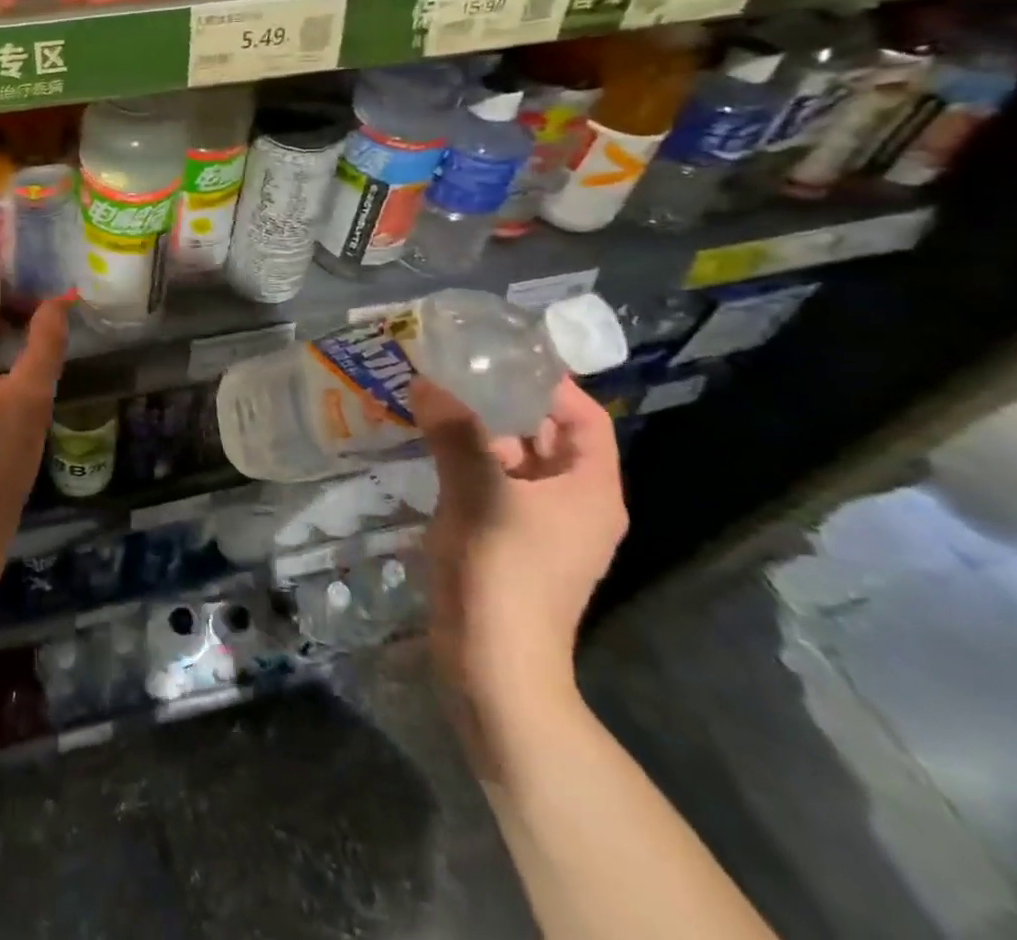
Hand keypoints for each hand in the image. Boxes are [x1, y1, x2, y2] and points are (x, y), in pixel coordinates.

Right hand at [409, 375, 625, 715]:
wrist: (493, 664)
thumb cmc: (502, 571)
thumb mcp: (477, 491)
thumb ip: (454, 432)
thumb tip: (426, 382)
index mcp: (589, 489)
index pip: (585, 417)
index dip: (551, 383)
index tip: (502, 353)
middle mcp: (573, 502)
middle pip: (545, 435)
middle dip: (502, 400)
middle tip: (456, 366)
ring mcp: (538, 524)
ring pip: (511, 459)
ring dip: (476, 429)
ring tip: (434, 394)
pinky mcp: (506, 540)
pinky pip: (490, 484)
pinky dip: (465, 459)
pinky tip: (428, 441)